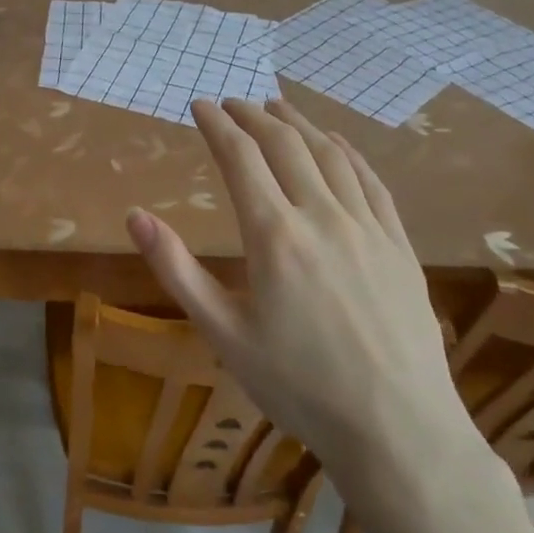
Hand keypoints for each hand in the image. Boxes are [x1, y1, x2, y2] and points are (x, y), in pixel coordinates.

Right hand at [126, 98, 493, 532]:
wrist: (398, 430)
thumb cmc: (298, 386)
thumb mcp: (223, 333)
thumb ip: (177, 269)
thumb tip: (135, 216)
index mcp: (274, 235)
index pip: (240, 157)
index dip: (216, 125)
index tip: (199, 105)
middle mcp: (322, 216)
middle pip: (284, 144)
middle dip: (252, 116)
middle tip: (231, 102)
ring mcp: (367, 227)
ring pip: (329, 154)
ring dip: (298, 123)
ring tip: (275, 107)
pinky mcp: (398, 244)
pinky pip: (370, 180)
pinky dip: (346, 150)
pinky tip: (335, 142)